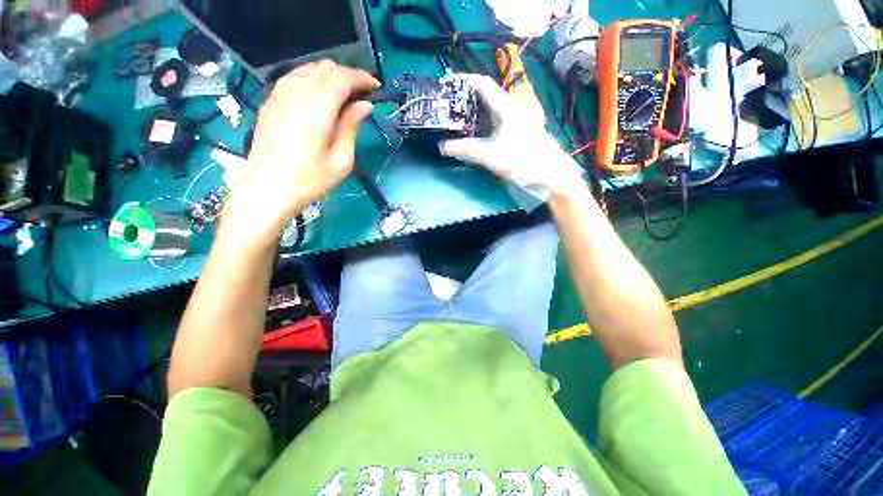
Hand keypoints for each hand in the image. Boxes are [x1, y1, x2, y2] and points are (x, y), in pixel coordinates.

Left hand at [223, 60, 379, 244]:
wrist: (267, 189)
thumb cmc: (309, 181)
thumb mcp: (341, 161)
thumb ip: (351, 127)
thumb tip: (364, 105)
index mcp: (316, 112)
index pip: (341, 78)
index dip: (361, 78)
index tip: (376, 87)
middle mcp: (296, 95)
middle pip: (325, 68)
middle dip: (348, 75)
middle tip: (362, 94)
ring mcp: (279, 95)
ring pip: (309, 68)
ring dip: (330, 76)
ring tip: (343, 95)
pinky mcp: (270, 101)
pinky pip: (294, 76)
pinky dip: (312, 79)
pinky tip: (320, 96)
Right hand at [439, 74, 584, 197]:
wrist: (548, 173)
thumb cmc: (522, 161)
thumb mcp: (491, 156)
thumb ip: (466, 150)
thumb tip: (443, 147)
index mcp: (507, 107)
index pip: (484, 84)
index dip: (465, 80)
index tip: (448, 83)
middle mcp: (514, 106)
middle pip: (488, 94)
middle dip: (468, 97)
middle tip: (450, 105)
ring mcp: (519, 116)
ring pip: (494, 106)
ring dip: (477, 109)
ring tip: (460, 117)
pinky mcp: (521, 127)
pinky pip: (499, 117)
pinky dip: (485, 119)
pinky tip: (478, 130)